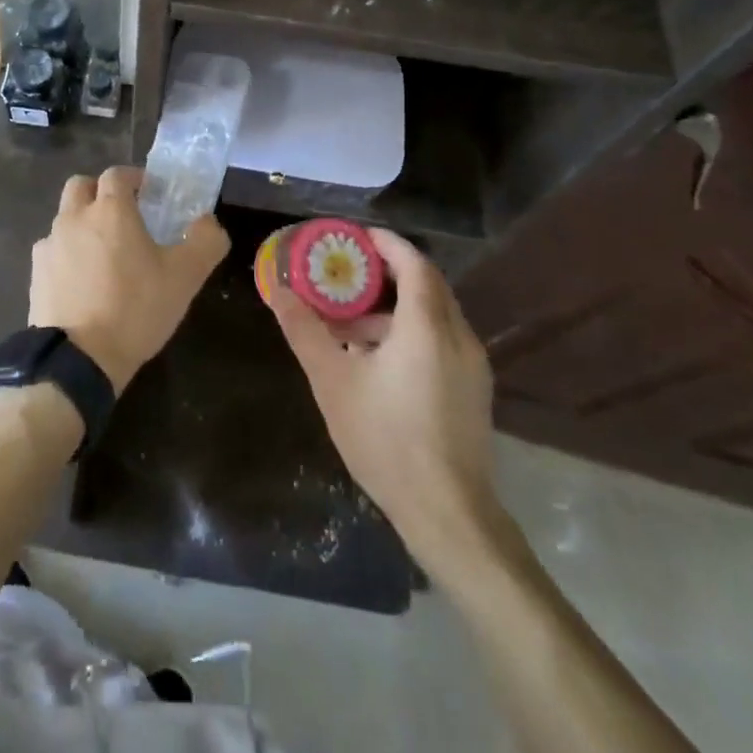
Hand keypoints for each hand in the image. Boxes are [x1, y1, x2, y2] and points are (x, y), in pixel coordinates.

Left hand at [29, 167, 229, 393]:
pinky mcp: (36, 274)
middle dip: (100, 192)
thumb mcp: (185, 277)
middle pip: (81, 186)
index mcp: (109, 210)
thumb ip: (205, 241)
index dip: (134, 178)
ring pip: (64, 218)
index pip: (117, 174)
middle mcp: (73, 218)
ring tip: (104, 254)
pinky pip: (52, 251)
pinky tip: (82, 281)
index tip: (149, 194)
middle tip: (122, 215)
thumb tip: (208, 222)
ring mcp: (49, 245)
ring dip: (83, 224)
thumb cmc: (135, 308)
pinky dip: (67, 255)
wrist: (79, 359)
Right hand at [268, 228, 502, 566]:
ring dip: (393, 309)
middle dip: (385, 274)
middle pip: (426, 285)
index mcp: (427, 326)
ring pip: (433, 315)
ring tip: (348, 327)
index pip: (413, 263)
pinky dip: (410, 333)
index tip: (354, 237)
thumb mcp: (333, 382)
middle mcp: (458, 336)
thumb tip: (279, 291)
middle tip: (346, 273)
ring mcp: (472, 365)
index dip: (385, 244)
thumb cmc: (386, 440)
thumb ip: (305, 331)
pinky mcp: (473, 389)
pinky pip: (441, 340)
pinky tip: (376, 362)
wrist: (448, 515)